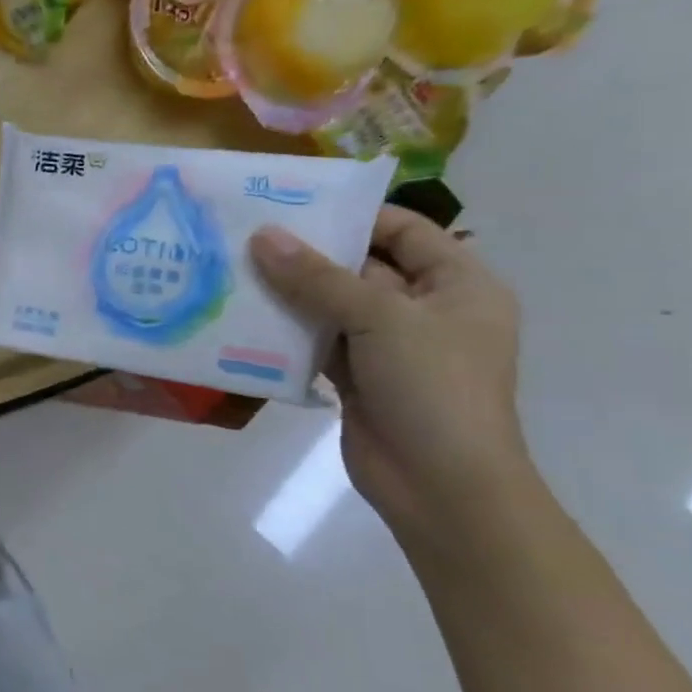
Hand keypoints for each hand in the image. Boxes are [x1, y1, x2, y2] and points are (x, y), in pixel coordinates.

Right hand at [250, 206, 530, 545]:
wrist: (441, 487)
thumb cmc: (433, 388)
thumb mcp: (379, 319)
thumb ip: (317, 277)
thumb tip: (262, 235)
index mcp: (457, 284)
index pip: (403, 230)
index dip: (351, 215)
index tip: (290, 205)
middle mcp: (426, 308)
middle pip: (361, 266)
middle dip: (307, 253)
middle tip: (247, 233)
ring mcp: (390, 346)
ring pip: (333, 305)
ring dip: (290, 292)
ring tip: (234, 268)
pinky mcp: (358, 376)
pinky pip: (318, 340)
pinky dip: (287, 330)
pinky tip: (244, 315)